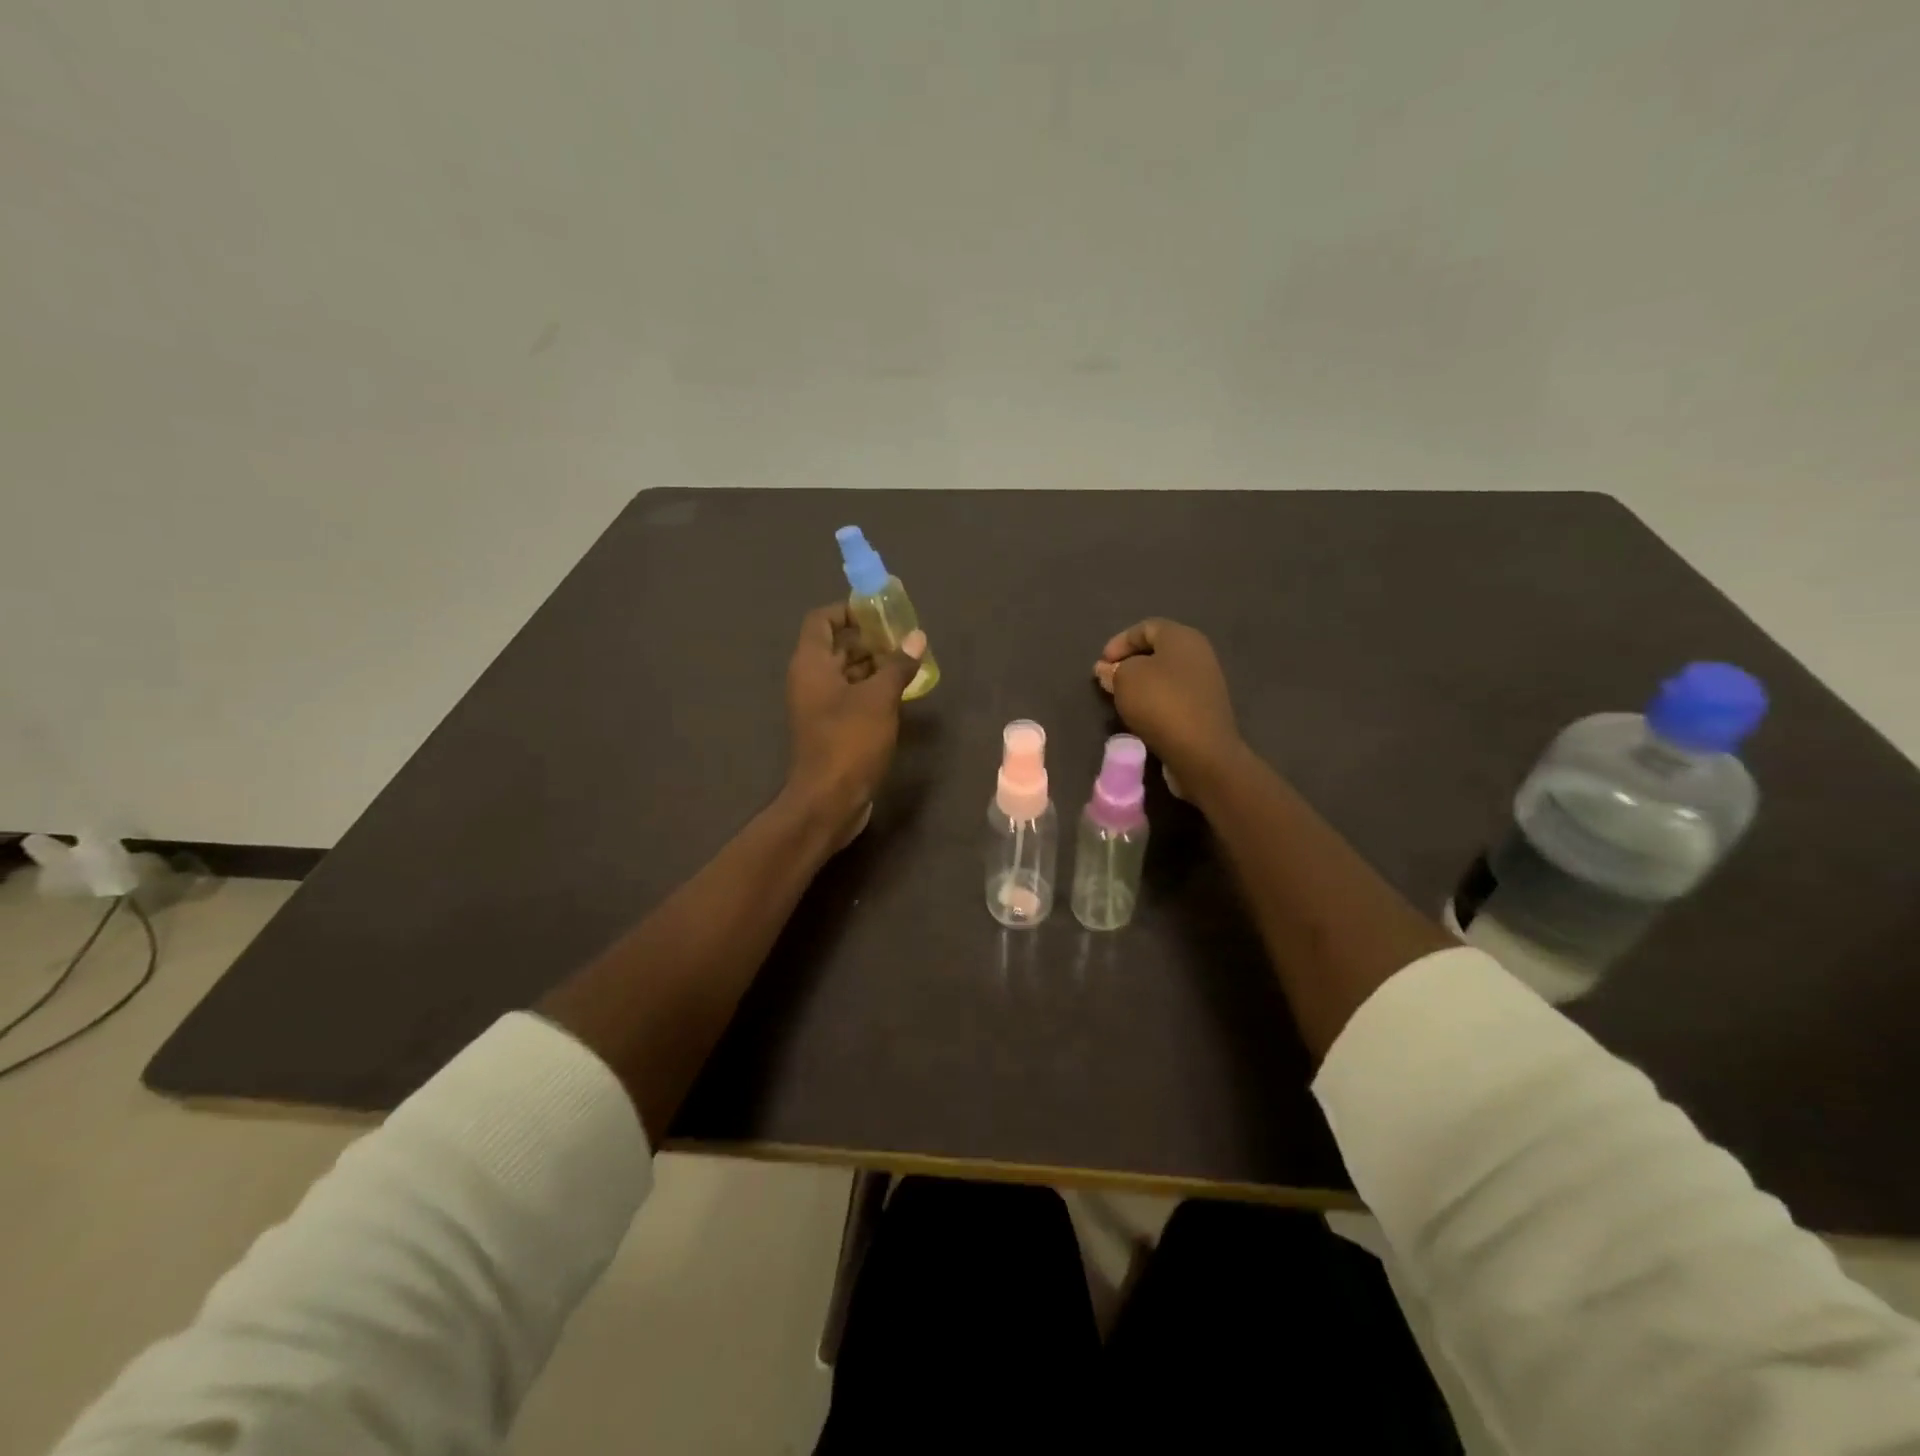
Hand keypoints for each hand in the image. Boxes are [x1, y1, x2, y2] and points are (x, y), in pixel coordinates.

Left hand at [785, 603, 925, 839]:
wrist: (828, 800)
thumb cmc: (849, 742)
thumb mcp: (879, 698)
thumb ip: (898, 665)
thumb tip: (917, 637)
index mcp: (811, 664)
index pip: (822, 620)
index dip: (848, 611)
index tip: (880, 613)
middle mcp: (810, 680)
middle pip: (837, 645)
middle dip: (870, 639)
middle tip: (905, 639)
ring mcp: (819, 706)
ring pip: (846, 673)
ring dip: (875, 665)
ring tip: (909, 663)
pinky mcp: (831, 728)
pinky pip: (851, 697)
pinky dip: (872, 690)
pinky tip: (901, 693)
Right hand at [1094, 618, 1243, 784]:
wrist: (1201, 752)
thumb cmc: (1161, 704)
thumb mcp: (1126, 679)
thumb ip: (1114, 670)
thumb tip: (1107, 669)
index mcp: (1182, 637)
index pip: (1146, 627)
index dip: (1119, 642)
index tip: (1101, 664)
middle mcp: (1199, 654)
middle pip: (1157, 651)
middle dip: (1129, 664)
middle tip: (1108, 681)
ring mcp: (1206, 683)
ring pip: (1165, 676)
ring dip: (1141, 686)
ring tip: (1121, 701)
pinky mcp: (1205, 710)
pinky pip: (1174, 698)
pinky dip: (1155, 703)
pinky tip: (1142, 717)